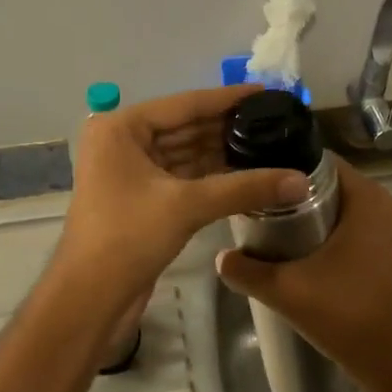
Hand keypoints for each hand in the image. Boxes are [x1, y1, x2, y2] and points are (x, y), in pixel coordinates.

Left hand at [56, 85, 308, 305]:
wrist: (90, 299)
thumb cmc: (128, 237)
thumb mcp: (187, 205)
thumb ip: (245, 188)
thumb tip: (302, 181)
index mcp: (122, 128)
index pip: (185, 103)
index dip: (229, 99)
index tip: (269, 93)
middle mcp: (123, 141)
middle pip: (186, 127)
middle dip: (229, 128)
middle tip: (276, 122)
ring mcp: (131, 170)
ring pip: (186, 153)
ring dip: (223, 153)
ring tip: (270, 145)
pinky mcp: (142, 198)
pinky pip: (183, 177)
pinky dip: (212, 176)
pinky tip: (248, 174)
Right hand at [216, 159, 391, 391]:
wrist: (387, 359)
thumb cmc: (344, 313)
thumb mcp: (285, 289)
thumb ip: (246, 269)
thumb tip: (219, 256)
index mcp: (366, 198)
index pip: (318, 160)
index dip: (282, 163)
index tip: (251, 173)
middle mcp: (378, 202)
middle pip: (322, 180)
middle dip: (287, 188)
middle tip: (249, 198)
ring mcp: (380, 225)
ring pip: (330, 202)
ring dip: (299, 209)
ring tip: (259, 218)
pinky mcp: (376, 246)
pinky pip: (340, 221)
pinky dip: (315, 225)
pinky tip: (284, 241)